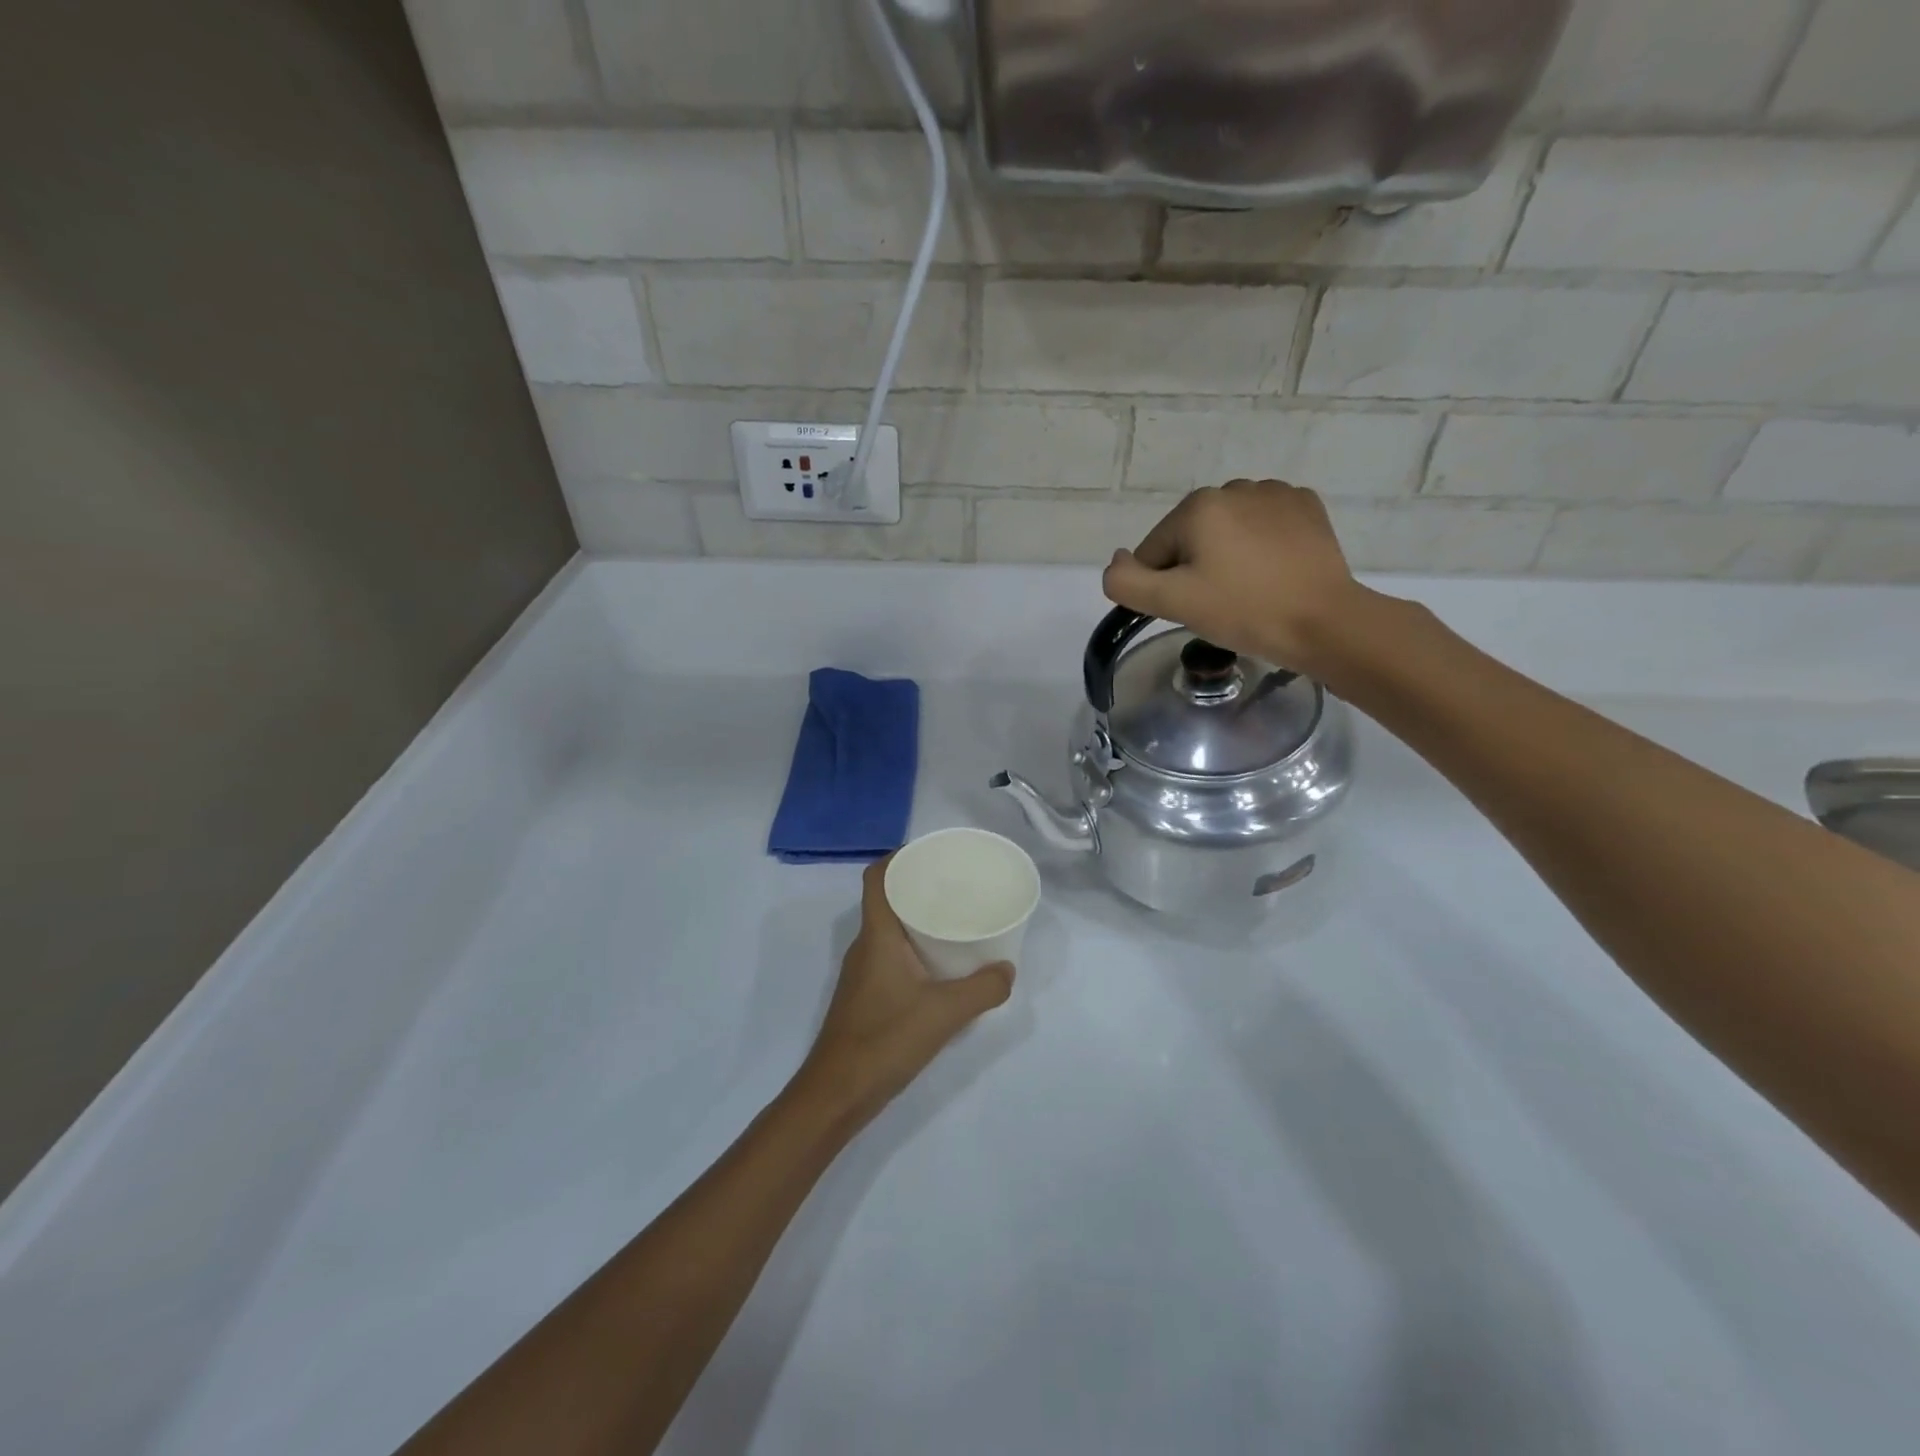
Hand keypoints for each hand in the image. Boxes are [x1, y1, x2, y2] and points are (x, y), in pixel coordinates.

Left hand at [792, 858, 1012, 1128]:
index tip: (931, 853)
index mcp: (877, 936)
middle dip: (918, 887)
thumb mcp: (944, 1013)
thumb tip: (1007, 970)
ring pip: (890, 931)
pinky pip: (891, 956)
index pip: (877, 878)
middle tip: (957, 885)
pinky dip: (914, 949)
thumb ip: (982, 989)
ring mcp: (862, 973)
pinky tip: (941, 967)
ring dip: (917, 920)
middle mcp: (865, 946)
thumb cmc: (885, 1040)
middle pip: (887, 900)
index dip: (899, 857)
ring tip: (956, 920)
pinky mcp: (865, 996)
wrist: (837, 1093)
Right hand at [1102, 480, 1371, 676]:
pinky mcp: (1306, 506)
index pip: (1155, 551)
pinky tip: (1273, 572)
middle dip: (1195, 568)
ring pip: (1227, 530)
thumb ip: (1126, 582)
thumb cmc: (1243, 611)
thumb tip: (1117, 560)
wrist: (1324, 622)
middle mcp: (1233, 487)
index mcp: (1197, 506)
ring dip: (1227, 555)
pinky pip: (1264, 525)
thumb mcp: (1173, 603)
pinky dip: (1260, 545)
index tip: (1191, 608)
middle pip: (1191, 537)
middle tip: (1219, 603)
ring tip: (1249, 589)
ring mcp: (1275, 493)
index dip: (1163, 585)